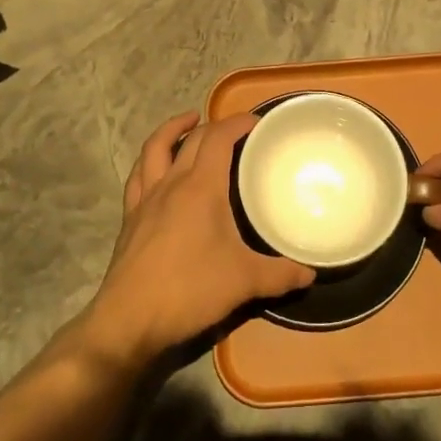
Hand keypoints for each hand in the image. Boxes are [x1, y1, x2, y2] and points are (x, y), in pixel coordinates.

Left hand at [83, 112, 313, 368]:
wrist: (130, 319)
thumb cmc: (190, 290)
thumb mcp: (244, 282)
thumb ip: (281, 275)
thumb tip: (311, 274)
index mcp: (201, 186)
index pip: (219, 138)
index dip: (237, 123)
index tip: (257, 122)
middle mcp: (171, 182)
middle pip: (191, 139)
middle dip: (213, 126)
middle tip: (233, 129)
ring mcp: (146, 198)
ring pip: (155, 148)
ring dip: (172, 130)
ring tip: (188, 123)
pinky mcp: (130, 218)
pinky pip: (138, 176)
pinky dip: (149, 162)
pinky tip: (155, 168)